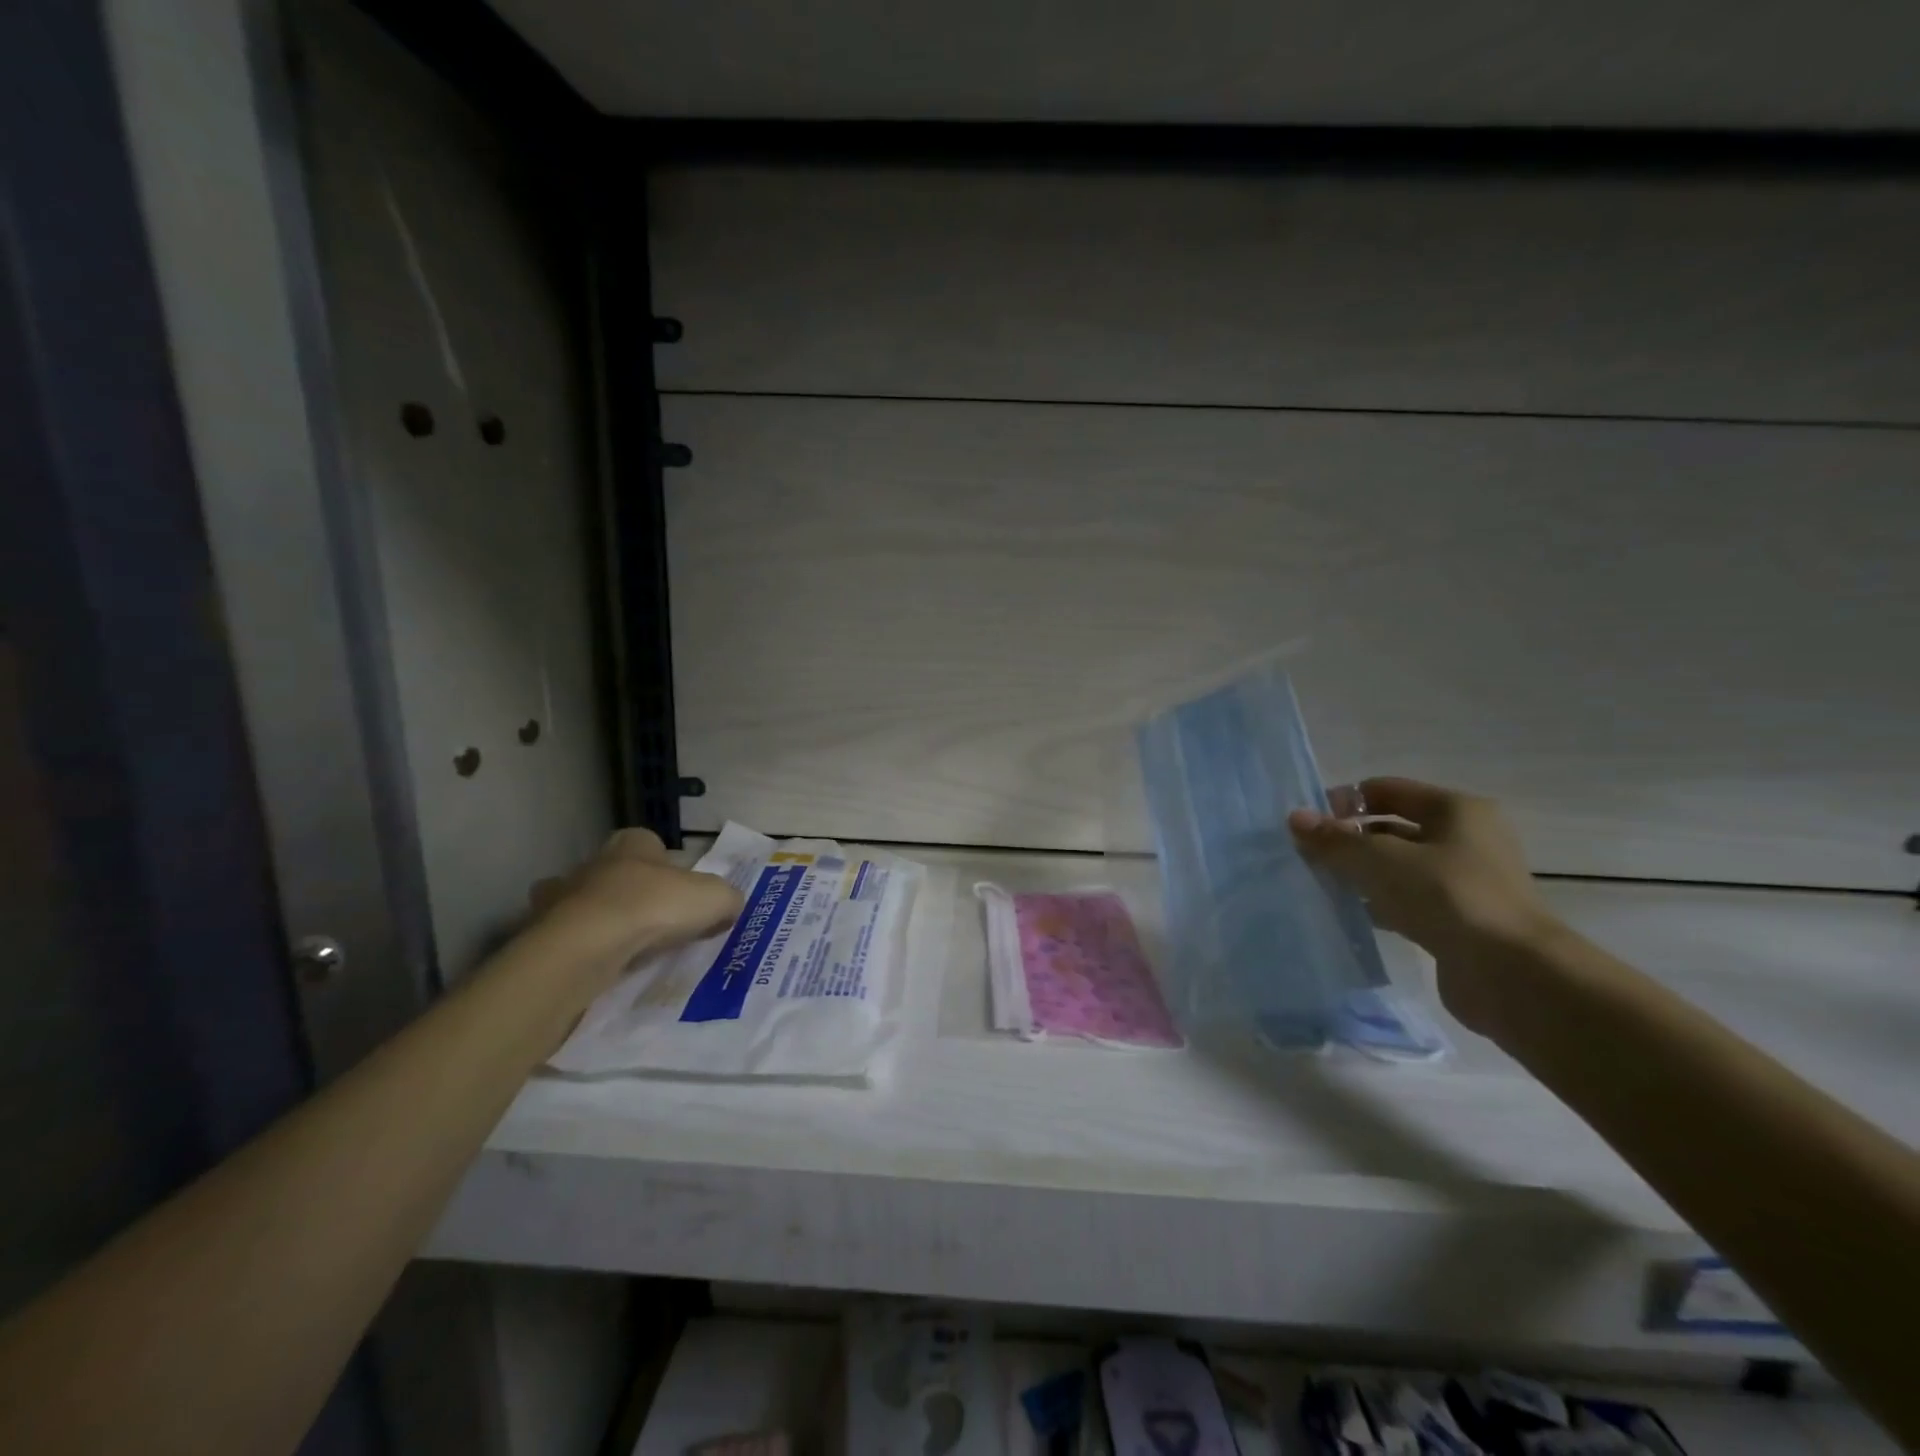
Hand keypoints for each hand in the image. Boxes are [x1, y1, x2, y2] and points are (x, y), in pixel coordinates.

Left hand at [526, 828, 742, 986]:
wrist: (586, 946)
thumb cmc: (654, 907)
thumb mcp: (713, 898)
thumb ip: (727, 898)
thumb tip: (730, 905)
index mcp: (634, 843)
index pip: (651, 844)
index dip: (668, 867)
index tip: (681, 893)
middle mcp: (594, 862)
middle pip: (617, 874)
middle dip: (632, 893)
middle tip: (656, 923)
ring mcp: (560, 897)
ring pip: (585, 903)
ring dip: (601, 920)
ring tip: (625, 948)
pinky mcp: (541, 932)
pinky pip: (568, 937)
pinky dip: (580, 948)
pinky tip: (598, 966)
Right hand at [1289, 778, 1564, 1033]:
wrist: (1512, 974)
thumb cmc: (1447, 896)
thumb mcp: (1380, 860)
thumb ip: (1335, 839)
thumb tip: (1295, 818)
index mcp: (1456, 810)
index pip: (1387, 790)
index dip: (1345, 801)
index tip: (1309, 824)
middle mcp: (1466, 839)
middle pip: (1392, 828)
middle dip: (1349, 839)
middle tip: (1309, 856)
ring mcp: (1465, 882)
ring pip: (1398, 867)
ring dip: (1361, 873)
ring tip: (1321, 884)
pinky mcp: (1459, 919)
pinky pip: (1408, 900)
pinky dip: (1379, 903)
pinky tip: (1350, 913)